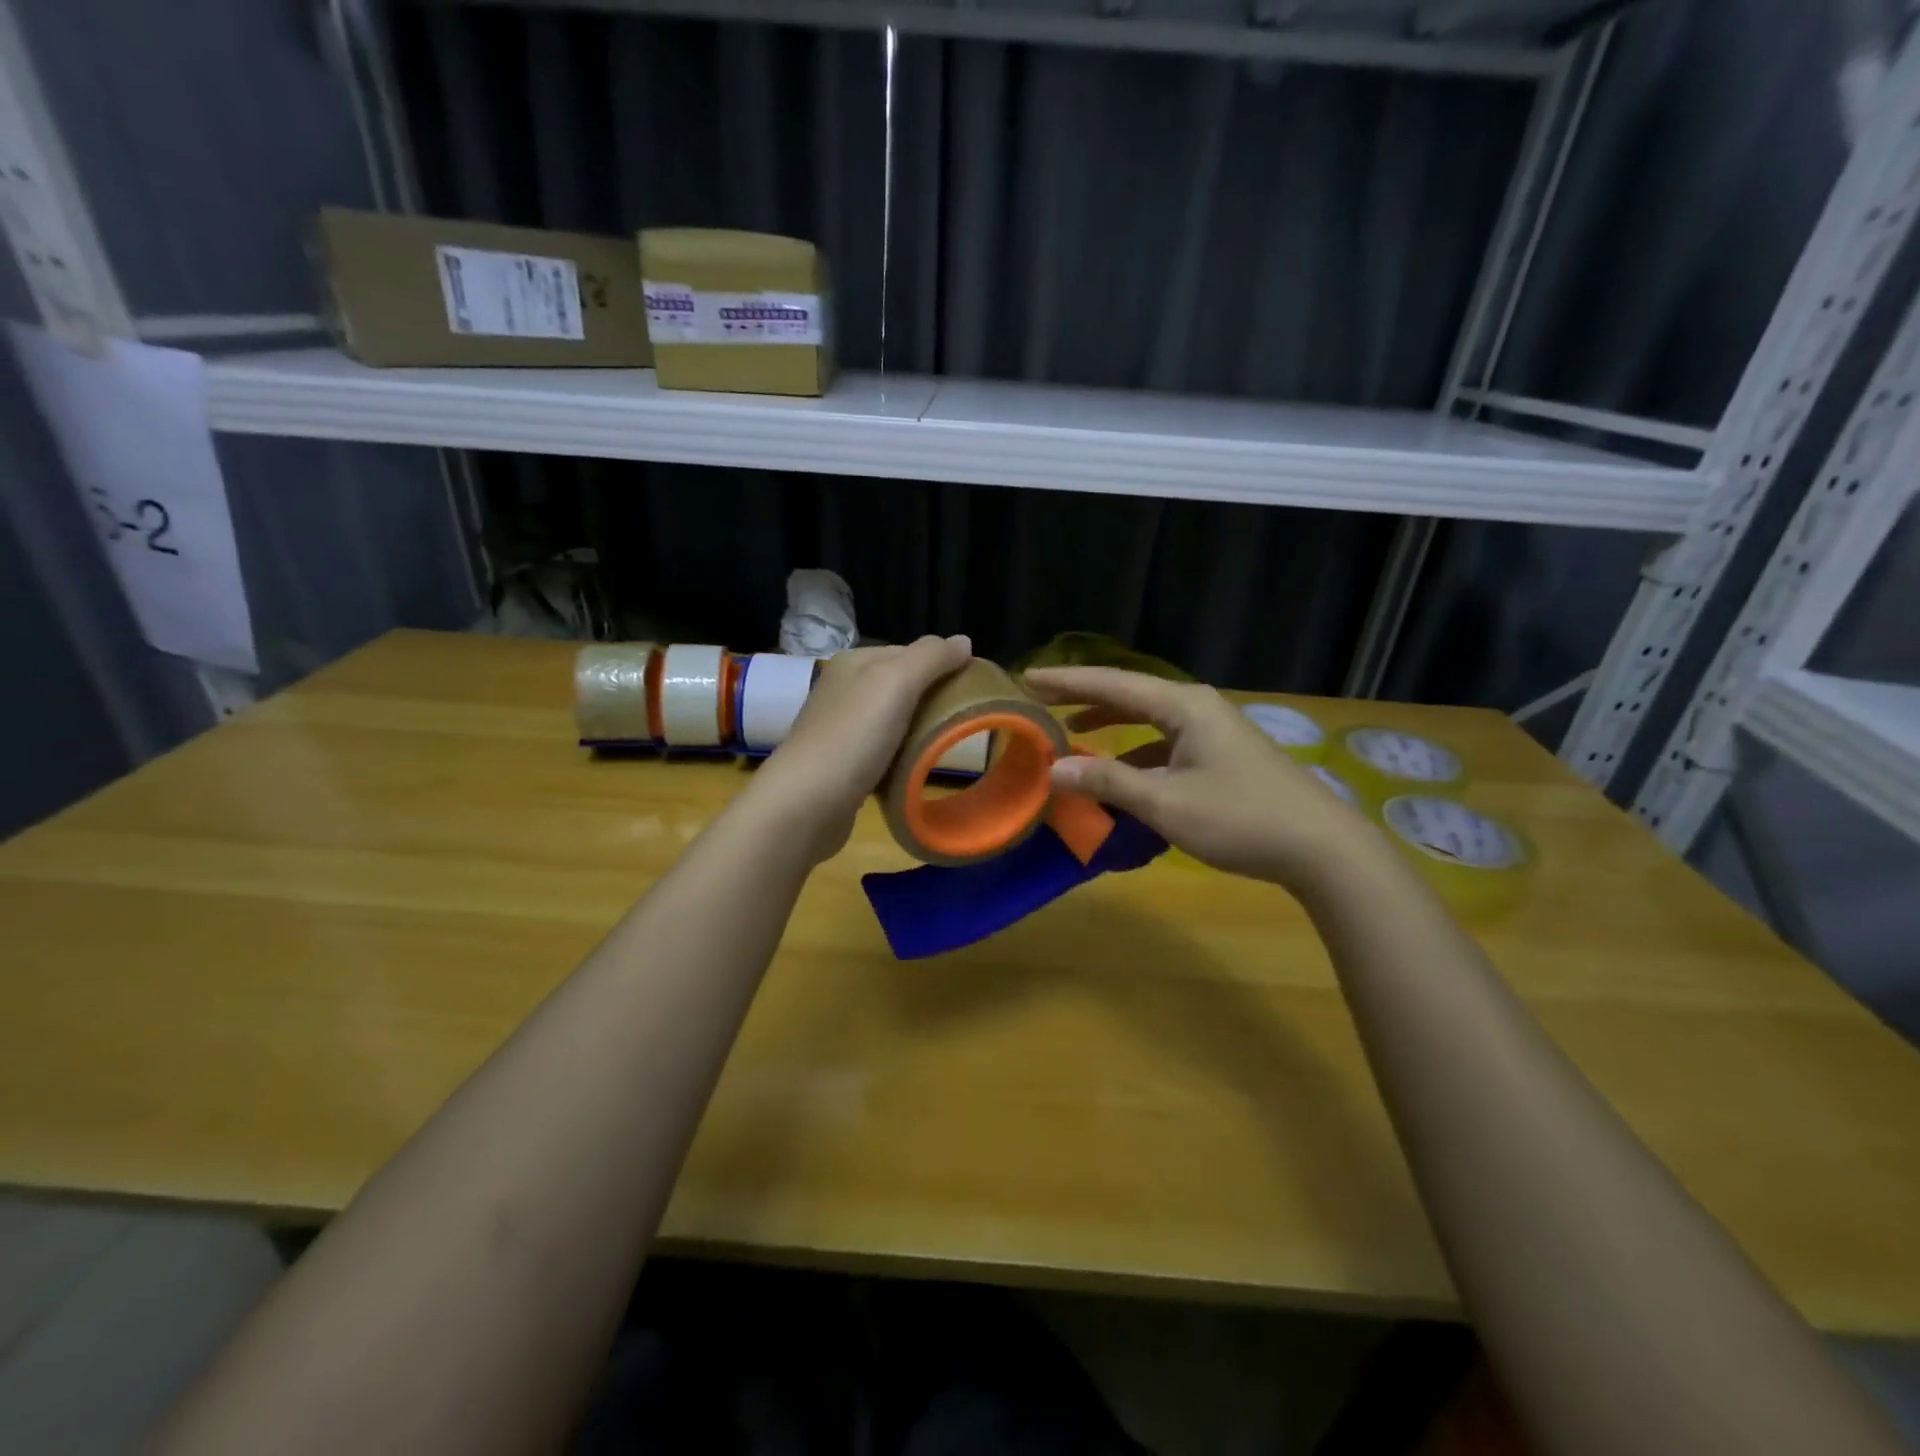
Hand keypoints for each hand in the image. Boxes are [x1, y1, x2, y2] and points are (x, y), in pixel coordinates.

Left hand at [750, 635, 973, 862]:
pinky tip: (914, 769)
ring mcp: (840, 729)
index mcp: (854, 663)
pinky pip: (883, 752)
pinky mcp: (842, 765)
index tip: (972, 690)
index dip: (942, 666)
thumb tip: (964, 641)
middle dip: (932, 700)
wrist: (806, 804)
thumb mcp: (896, 683)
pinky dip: (901, 758)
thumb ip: (931, 657)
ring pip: (893, 720)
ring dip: (918, 731)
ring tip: (945, 746)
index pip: (910, 652)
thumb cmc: (854, 737)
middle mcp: (843, 690)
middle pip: (902, 686)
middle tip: (963, 720)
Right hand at [1022, 666, 1382, 893]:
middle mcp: (1197, 708)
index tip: (1027, 677)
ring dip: (1112, 726)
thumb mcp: (1166, 803)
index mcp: (1183, 706)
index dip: (1067, 681)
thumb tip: (1055, 770)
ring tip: (1074, 731)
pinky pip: (1167, 744)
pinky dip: (1138, 754)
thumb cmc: (1240, 818)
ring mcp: (1214, 732)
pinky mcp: (1223, 756)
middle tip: (1042, 700)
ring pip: (1150, 721)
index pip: (1112, 685)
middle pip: (1130, 695)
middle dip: (1086, 698)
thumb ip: (1109, 782)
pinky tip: (1124, 775)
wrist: (1322, 847)